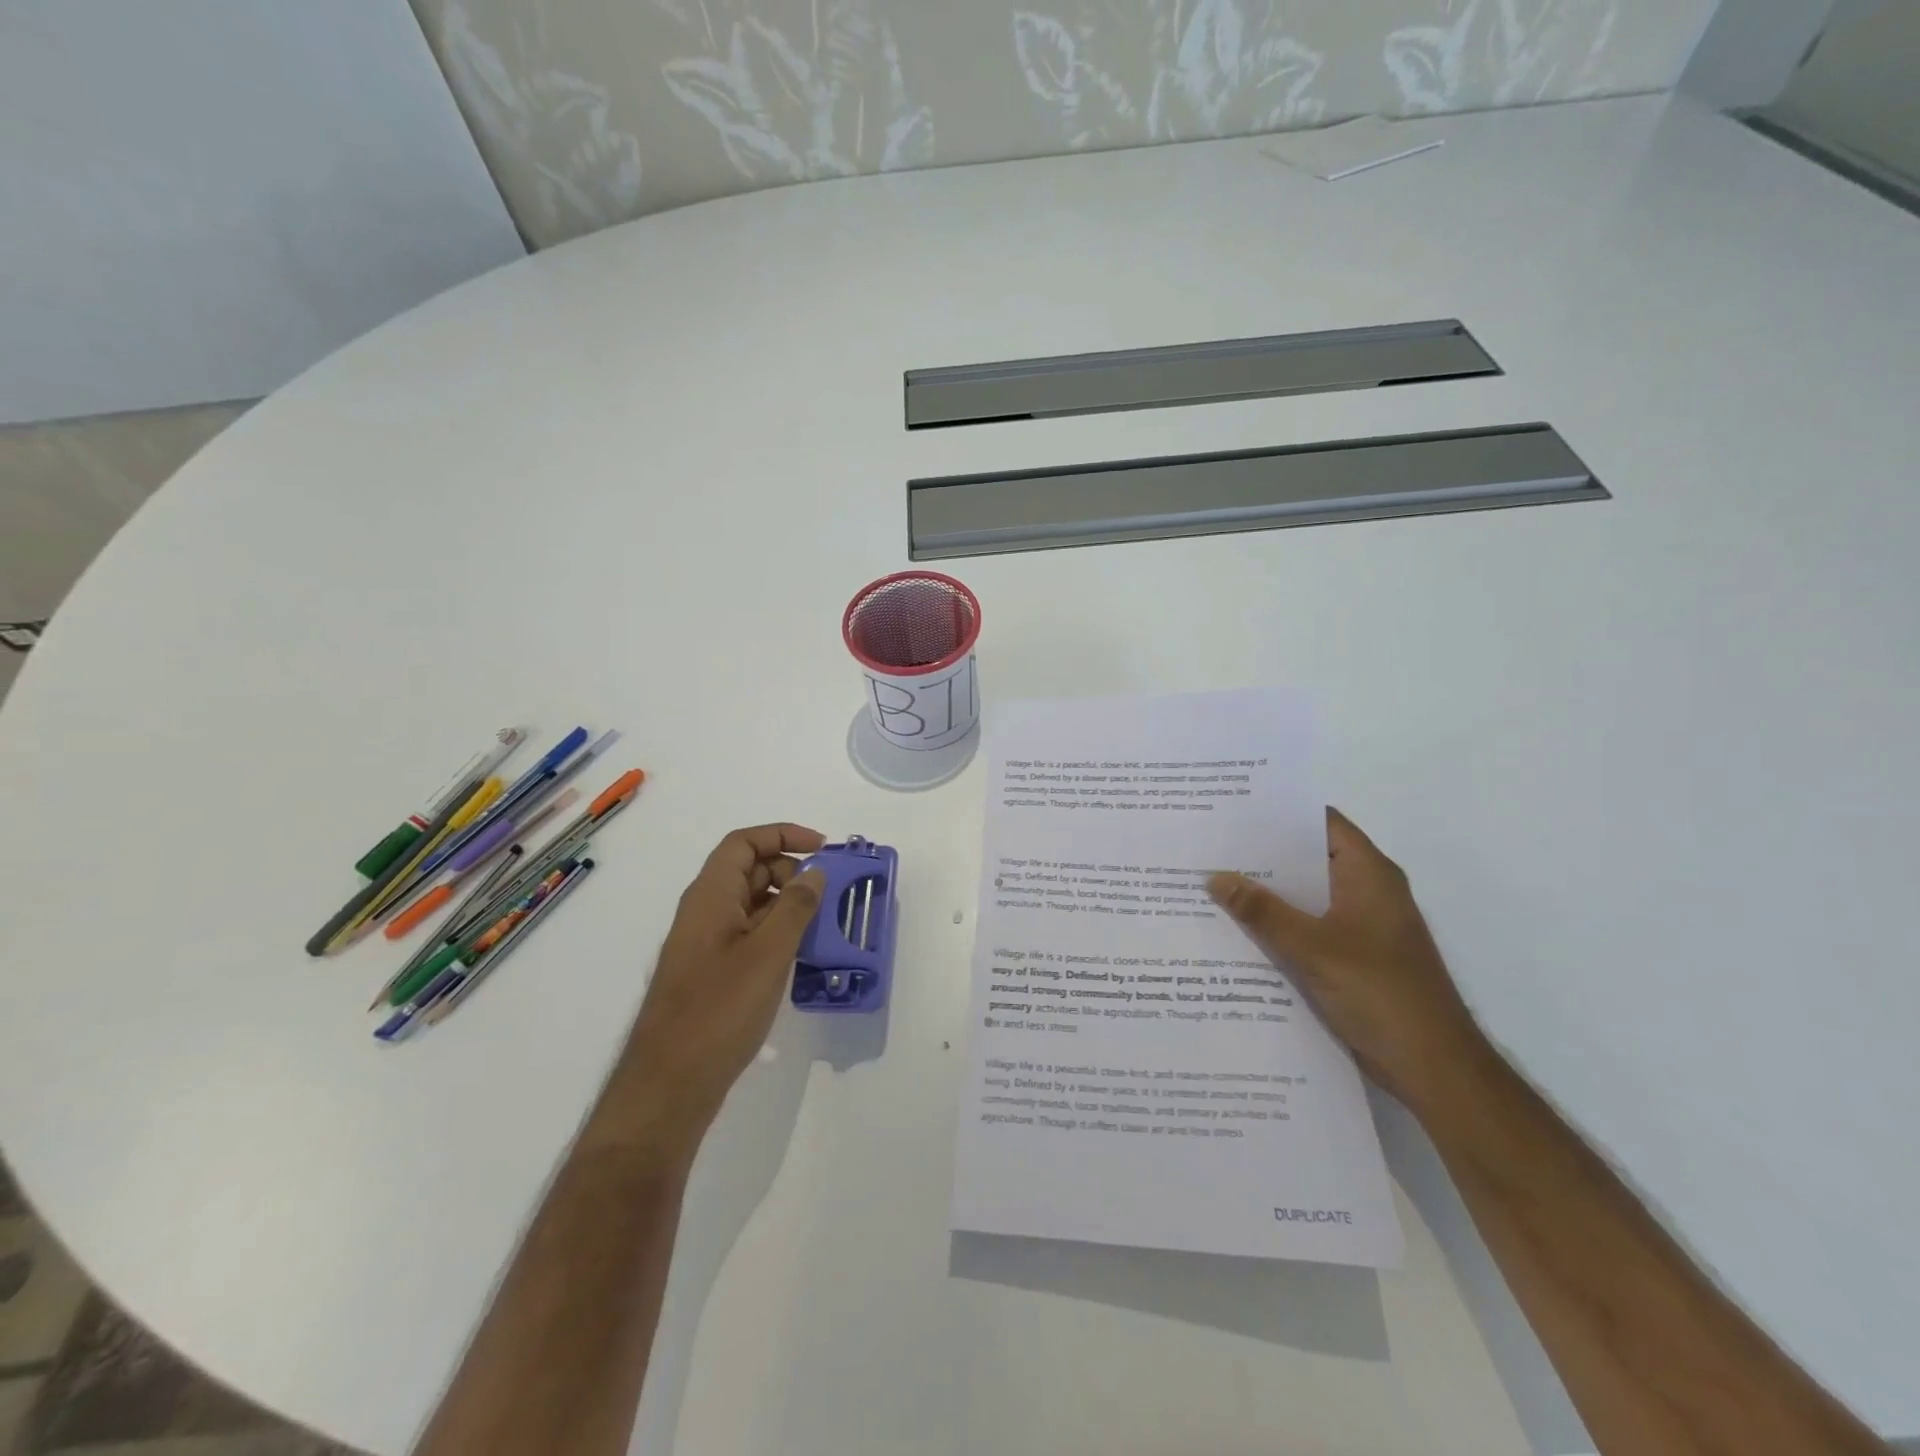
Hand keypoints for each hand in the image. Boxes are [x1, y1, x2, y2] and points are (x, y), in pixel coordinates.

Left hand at [597, 824, 826, 1159]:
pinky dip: (776, 932)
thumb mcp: (768, 953)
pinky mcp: (711, 972)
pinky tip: (801, 955)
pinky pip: (748, 934)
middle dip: (790, 870)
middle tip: (826, 891)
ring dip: (786, 904)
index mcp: (710, 896)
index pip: (744, 843)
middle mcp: (704, 912)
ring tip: (822, 923)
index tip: (822, 847)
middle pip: (748, 870)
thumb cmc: (719, 1010)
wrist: (670, 1084)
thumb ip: (795, 907)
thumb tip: (814, 873)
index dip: (782, 835)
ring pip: (750, 904)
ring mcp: (705, 944)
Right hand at [1209, 809, 1488, 1111]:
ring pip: (1303, 896)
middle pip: (1307, 858)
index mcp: (1369, 874)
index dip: (1279, 812)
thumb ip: (1263, 911)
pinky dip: (1275, 924)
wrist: (1433, 1068)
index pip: (1321, 823)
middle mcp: (1365, 891)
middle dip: (1260, 853)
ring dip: (1265, 893)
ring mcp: (1358, 926)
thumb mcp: (1314, 948)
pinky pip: (1305, 928)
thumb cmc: (1382, 994)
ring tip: (1209, 880)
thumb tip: (1215, 877)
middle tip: (1208, 843)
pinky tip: (1234, 928)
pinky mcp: (1350, 957)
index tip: (1231, 807)